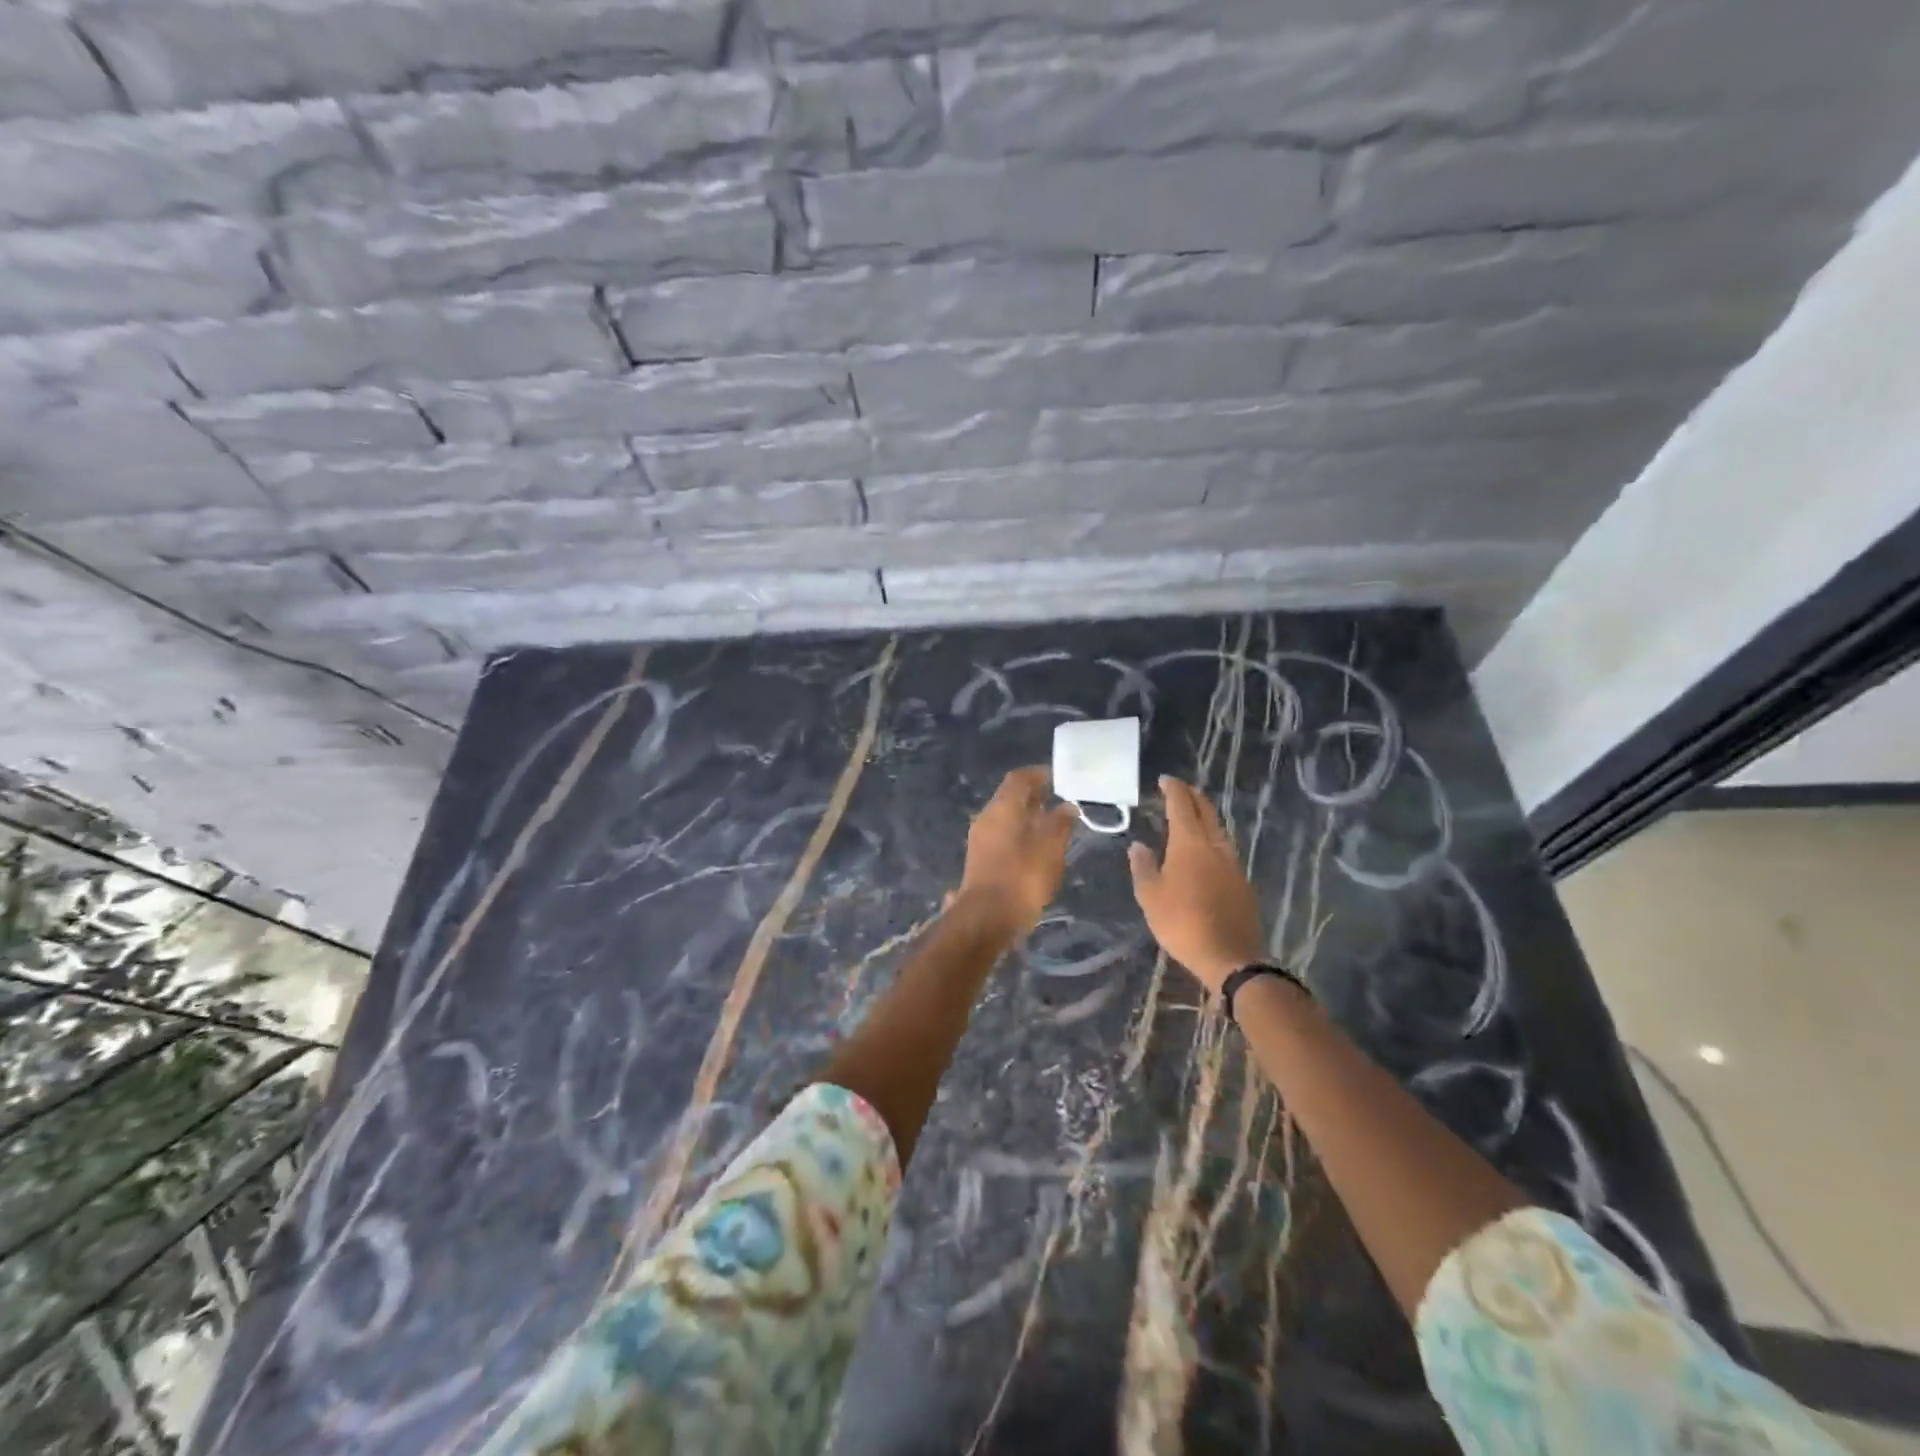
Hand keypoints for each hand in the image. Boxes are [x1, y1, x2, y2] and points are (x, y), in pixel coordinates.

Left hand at [955, 767, 1077, 938]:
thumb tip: (1068, 806)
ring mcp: (980, 840)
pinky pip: (1003, 837)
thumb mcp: (1050, 847)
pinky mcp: (981, 860)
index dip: (1039, 774)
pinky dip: (1021, 835)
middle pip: (1010, 797)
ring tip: (1054, 825)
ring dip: (1028, 818)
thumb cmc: (1022, 877)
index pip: (1019, 778)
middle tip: (1060, 800)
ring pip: (1006, 819)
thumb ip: (1060, 823)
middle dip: (1035, 796)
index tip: (1059, 778)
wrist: (987, 918)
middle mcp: (987, 818)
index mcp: (1001, 807)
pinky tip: (1038, 849)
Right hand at [1128, 777, 1265, 992]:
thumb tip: (1138, 845)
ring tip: (1191, 816)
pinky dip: (1212, 838)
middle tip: (1179, 790)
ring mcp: (1232, 863)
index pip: (1181, 805)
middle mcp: (1214, 846)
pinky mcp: (1242, 881)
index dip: (1173, 789)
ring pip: (1218, 829)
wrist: (1230, 956)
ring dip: (1205, 816)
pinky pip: (1224, 849)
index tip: (1165, 779)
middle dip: (1192, 796)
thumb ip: (1143, 867)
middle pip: (1206, 811)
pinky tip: (1204, 850)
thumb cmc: (1182, 922)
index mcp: (1189, 843)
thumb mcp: (1150, 896)